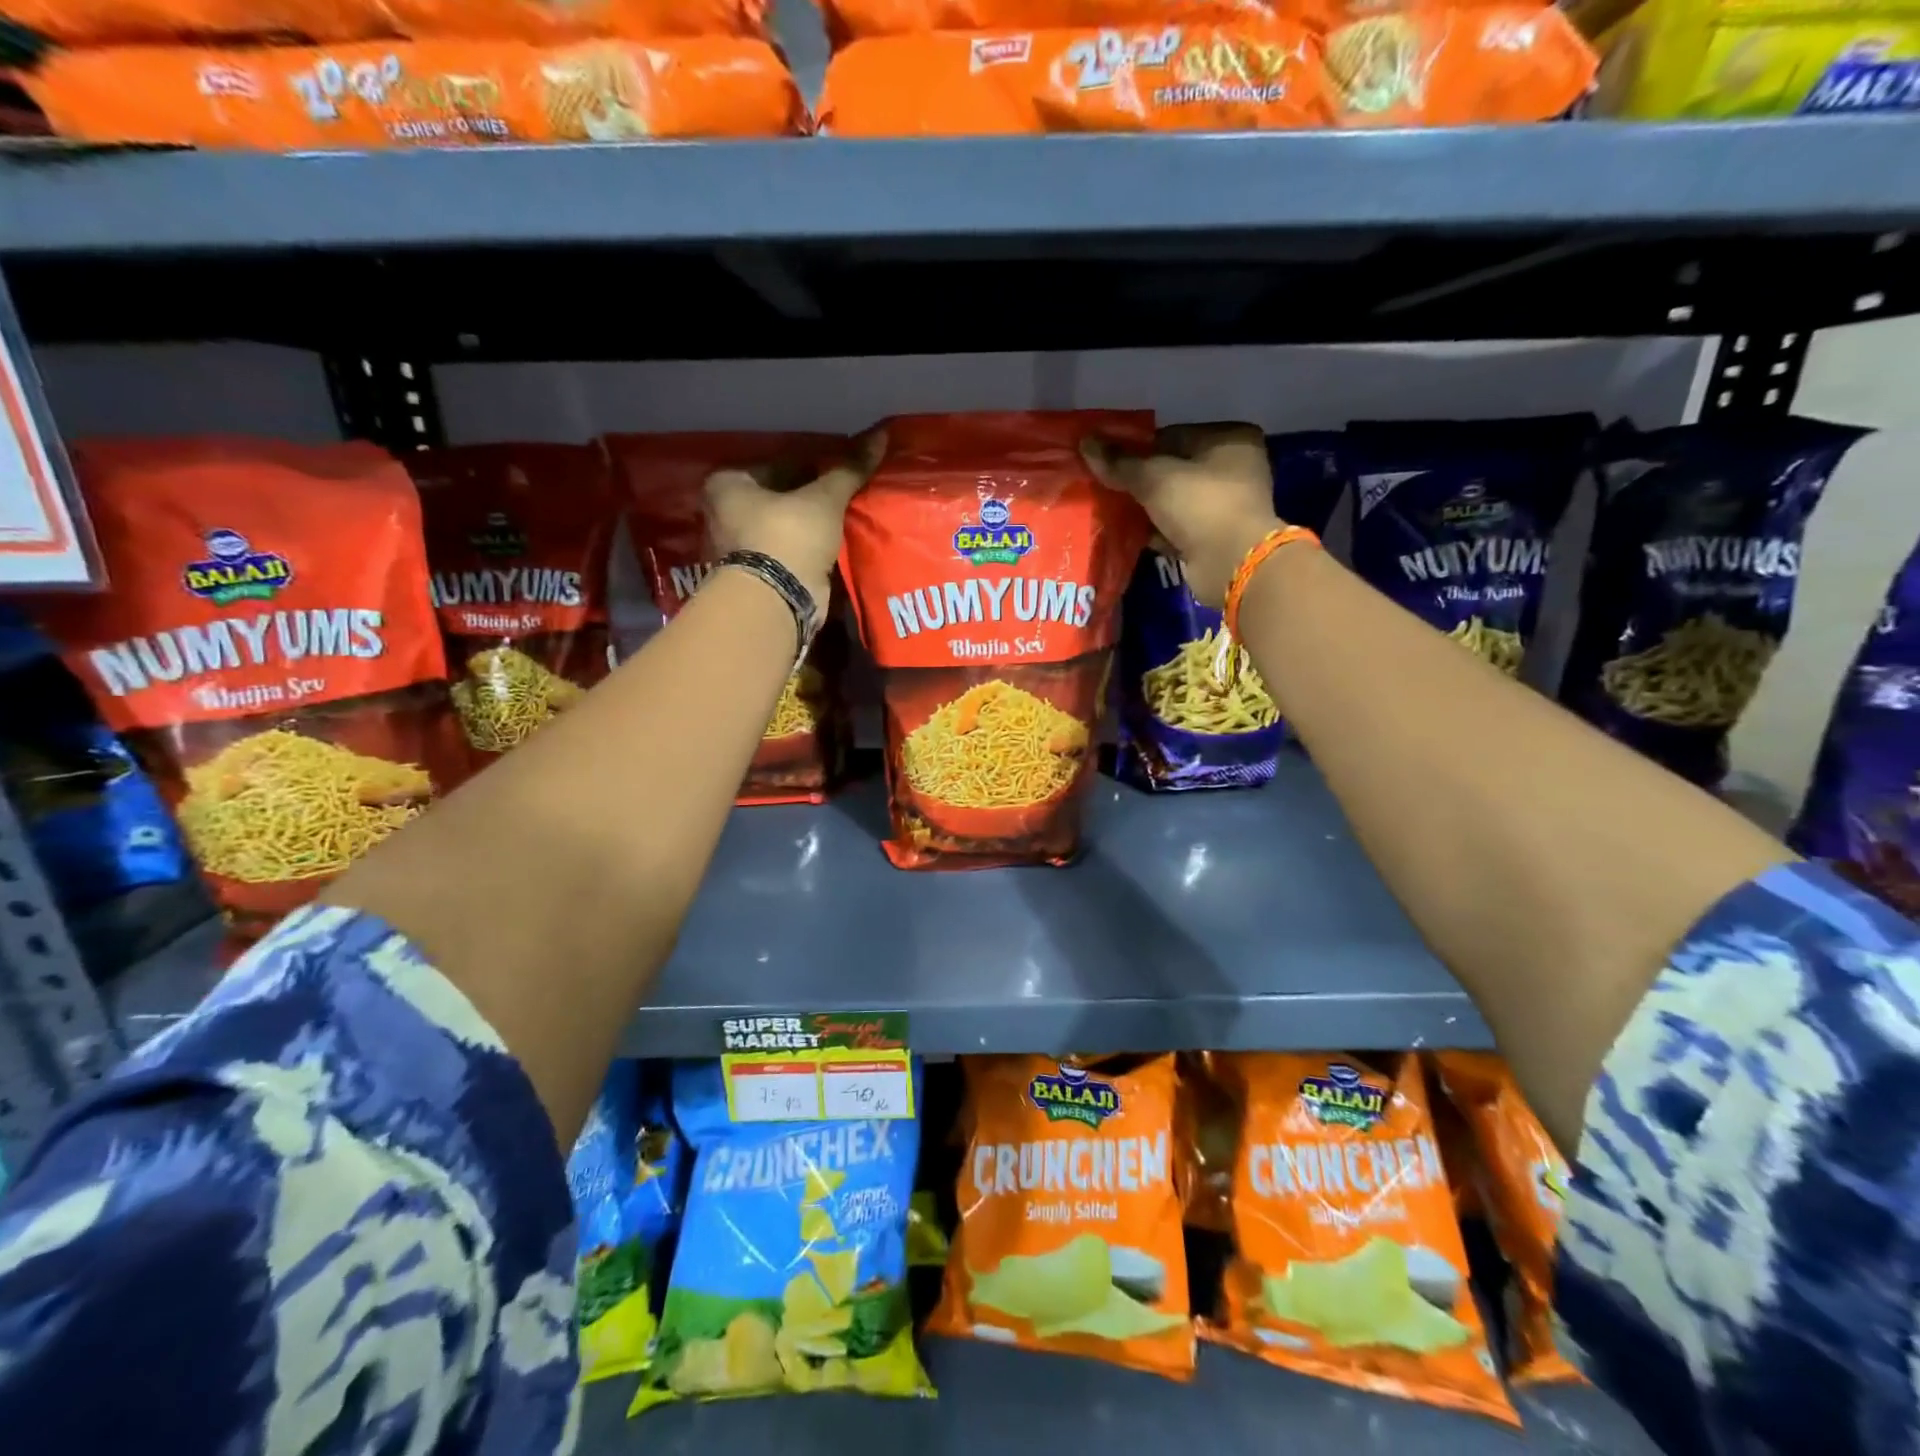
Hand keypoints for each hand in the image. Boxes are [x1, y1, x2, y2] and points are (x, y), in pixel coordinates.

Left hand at [705, 429, 885, 606]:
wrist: (777, 601)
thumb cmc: (788, 536)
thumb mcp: (823, 499)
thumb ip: (849, 469)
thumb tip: (880, 435)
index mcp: (726, 483)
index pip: (778, 464)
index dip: (814, 465)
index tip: (843, 470)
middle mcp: (723, 512)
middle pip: (779, 496)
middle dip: (811, 497)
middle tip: (847, 493)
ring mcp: (738, 548)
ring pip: (784, 525)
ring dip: (810, 524)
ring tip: (845, 517)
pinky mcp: (756, 575)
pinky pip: (788, 551)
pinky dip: (808, 548)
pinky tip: (834, 543)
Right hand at [1082, 422, 1280, 607]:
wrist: (1231, 563)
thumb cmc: (1200, 505)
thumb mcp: (1154, 477)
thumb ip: (1120, 462)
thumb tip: (1085, 442)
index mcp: (1230, 439)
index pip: (1172, 435)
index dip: (1138, 449)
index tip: (1109, 463)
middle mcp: (1235, 467)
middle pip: (1173, 469)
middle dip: (1140, 481)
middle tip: (1107, 488)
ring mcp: (1227, 505)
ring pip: (1174, 500)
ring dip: (1145, 507)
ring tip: (1112, 510)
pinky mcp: (1216, 536)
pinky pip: (1178, 527)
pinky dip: (1156, 530)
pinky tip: (1129, 534)